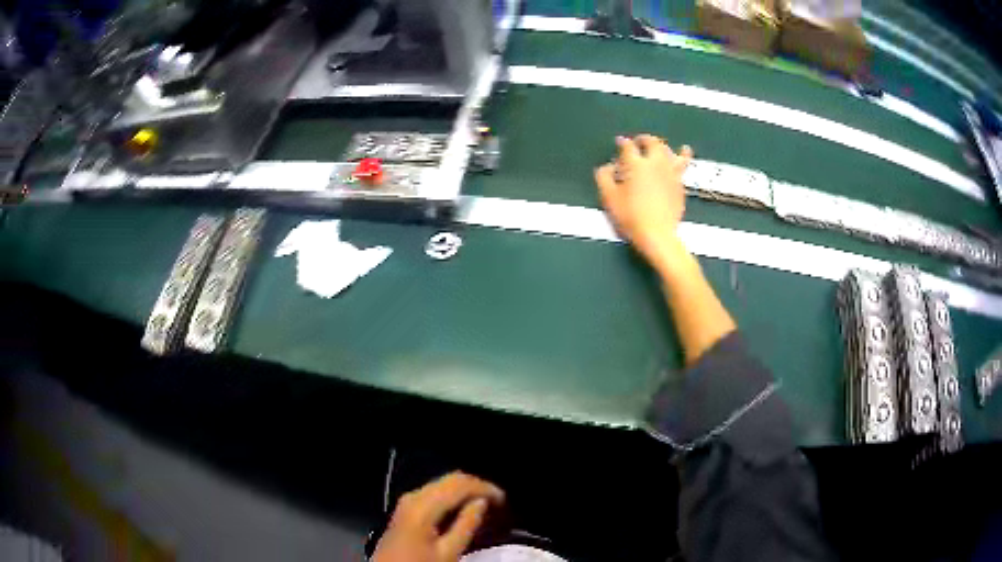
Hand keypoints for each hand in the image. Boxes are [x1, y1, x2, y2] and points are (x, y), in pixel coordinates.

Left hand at [373, 472, 505, 561]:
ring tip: (486, 505)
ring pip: (443, 484)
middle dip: (477, 486)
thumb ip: (466, 525)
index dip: (485, 487)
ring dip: (465, 491)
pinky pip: (435, 493)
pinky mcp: (406, 509)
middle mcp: (414, 496)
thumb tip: (482, 502)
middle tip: (498, 501)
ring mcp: (407, 501)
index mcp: (424, 505)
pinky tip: (465, 509)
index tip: (504, 500)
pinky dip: (453, 497)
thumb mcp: (448, 553)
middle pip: (451, 479)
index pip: (460, 483)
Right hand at [595, 135, 692, 266]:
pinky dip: (683, 156)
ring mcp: (670, 173)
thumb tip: (606, 167)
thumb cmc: (630, 216)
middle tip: (638, 141)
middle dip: (644, 139)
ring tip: (660, 146)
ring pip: (669, 151)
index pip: (628, 146)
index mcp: (635, 164)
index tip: (619, 143)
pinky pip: (682, 165)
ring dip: (663, 146)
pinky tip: (685, 152)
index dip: (622, 143)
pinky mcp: (680, 184)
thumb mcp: (609, 197)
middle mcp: (655, 163)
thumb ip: (604, 177)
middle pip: (652, 143)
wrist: (657, 234)